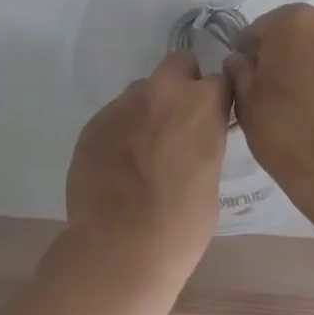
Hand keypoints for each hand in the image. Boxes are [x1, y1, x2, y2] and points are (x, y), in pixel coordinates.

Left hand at [64, 50, 231, 307]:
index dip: (216, 98)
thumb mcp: (211, 176)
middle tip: (178, 123)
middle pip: (177, 64)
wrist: (119, 250)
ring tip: (143, 151)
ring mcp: (123, 104)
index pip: (220, 79)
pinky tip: (119, 165)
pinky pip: (115, 116)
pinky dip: (121, 131)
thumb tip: (192, 138)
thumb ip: (203, 140)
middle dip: (182, 85)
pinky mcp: (93, 123)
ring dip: (148, 109)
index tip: (213, 116)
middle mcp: (162, 91)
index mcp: (201, 103)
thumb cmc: (182, 224)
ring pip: (142, 90)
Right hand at [224, 5, 313, 221]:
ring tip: (308, 108)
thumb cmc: (289, 133)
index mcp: (292, 21)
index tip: (247, 84)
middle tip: (276, 95)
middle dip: (285, 57)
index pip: (258, 32)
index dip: (248, 57)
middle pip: (297, 35)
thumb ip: (240, 73)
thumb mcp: (247, 105)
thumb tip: (241, 60)